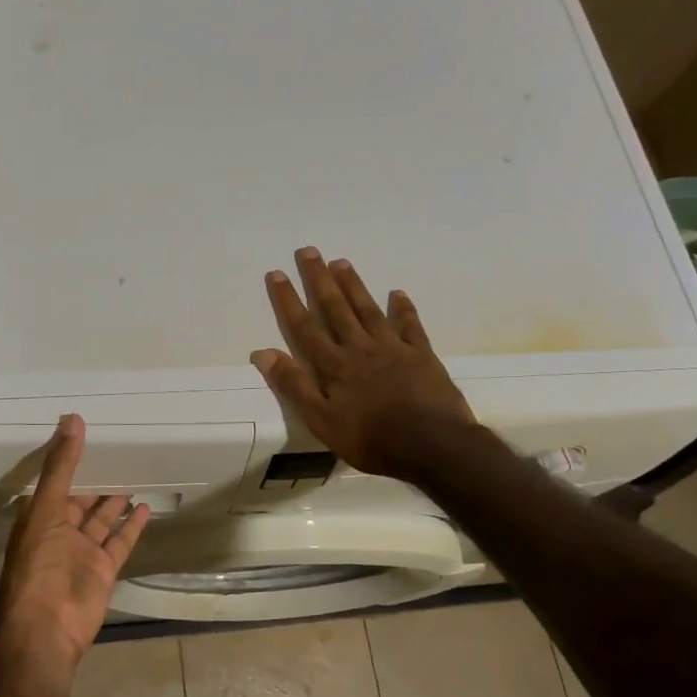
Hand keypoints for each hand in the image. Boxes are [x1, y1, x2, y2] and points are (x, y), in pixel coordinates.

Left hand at [0, 415, 150, 670]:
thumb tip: (72, 420)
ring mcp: (83, 552)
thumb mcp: (46, 507)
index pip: (56, 483)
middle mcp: (60, 533)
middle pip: (81, 502)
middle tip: (118, 454)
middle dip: (96, 482)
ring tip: (135, 475)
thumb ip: (61, 466)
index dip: (70, 463)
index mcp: (39, 517)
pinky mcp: (104, 570)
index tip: (88, 437)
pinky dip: (132, 526)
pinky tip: (145, 507)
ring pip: (102, 521)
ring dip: (115, 502)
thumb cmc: (39, 563)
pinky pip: (120, 542)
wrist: (47, 626)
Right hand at [252, 247, 474, 479]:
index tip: (278, 273)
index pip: (305, 327)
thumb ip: (294, 386)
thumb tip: (264, 353)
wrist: (432, 445)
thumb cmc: (371, 439)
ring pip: (368, 309)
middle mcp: (359, 348)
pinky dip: (403, 308)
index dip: (289, 300)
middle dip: (319, 279)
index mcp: (334, 366)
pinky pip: (410, 325)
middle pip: (335, 308)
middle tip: (308, 251)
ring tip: (341, 262)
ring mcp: (393, 348)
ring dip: (353, 285)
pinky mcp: (421, 355)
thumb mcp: (321, 421)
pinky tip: (397, 293)